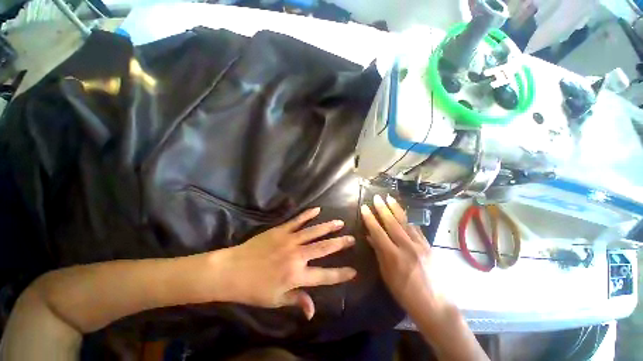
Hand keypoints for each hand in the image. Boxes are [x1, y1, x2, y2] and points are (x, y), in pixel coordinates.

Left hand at [217, 207, 355, 319]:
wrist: (232, 270)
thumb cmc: (254, 289)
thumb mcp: (276, 300)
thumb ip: (297, 301)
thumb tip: (313, 311)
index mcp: (296, 275)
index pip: (325, 275)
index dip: (340, 274)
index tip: (354, 271)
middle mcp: (297, 255)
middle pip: (323, 248)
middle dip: (340, 244)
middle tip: (352, 239)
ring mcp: (289, 240)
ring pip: (313, 231)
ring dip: (328, 227)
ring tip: (339, 222)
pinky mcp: (281, 230)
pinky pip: (297, 220)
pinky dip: (307, 214)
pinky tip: (317, 209)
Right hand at [360, 195, 446, 316]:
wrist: (435, 306)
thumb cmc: (405, 293)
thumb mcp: (387, 275)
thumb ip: (379, 253)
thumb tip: (370, 236)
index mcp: (394, 256)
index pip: (378, 232)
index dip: (370, 218)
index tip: (364, 207)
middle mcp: (407, 247)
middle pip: (392, 223)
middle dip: (383, 208)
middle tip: (377, 197)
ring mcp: (420, 245)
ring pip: (406, 223)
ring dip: (396, 209)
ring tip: (390, 198)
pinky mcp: (429, 246)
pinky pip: (416, 229)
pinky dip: (408, 220)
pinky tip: (404, 214)